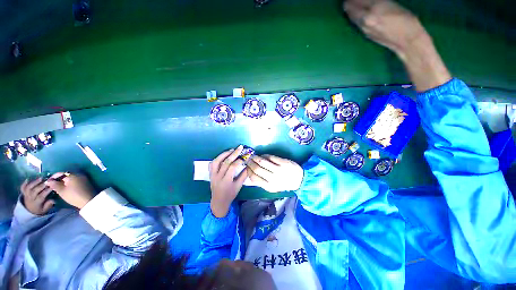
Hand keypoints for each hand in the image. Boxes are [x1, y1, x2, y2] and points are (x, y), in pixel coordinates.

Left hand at [20, 178, 54, 215]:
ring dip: (34, 182)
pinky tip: (28, 179)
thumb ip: (48, 205)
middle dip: (41, 185)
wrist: (29, 211)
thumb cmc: (39, 210)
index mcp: (36, 203)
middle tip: (47, 181)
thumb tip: (53, 200)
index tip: (52, 187)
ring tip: (41, 178)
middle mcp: (30, 198)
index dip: (46, 191)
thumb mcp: (44, 210)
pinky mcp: (23, 193)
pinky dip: (24, 183)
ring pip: (29, 188)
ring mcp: (26, 195)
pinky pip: (22, 188)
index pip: (41, 196)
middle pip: (34, 191)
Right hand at [45, 173, 94, 208]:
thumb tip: (48, 181)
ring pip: (70, 178)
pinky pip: (75, 181)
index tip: (47, 182)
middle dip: (58, 180)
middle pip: (66, 175)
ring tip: (57, 187)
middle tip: (52, 185)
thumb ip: (54, 185)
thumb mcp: (62, 191)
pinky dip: (69, 183)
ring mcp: (83, 178)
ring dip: (63, 182)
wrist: (88, 201)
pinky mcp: (86, 182)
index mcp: (72, 175)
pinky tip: (65, 188)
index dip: (53, 177)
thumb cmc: (74, 196)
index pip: (60, 173)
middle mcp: (78, 174)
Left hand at [209, 146, 248, 217]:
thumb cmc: (230, 194)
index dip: (239, 160)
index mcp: (226, 181)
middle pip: (226, 162)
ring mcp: (213, 175)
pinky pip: (212, 164)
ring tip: (231, 150)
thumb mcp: (238, 186)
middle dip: (234, 153)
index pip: (232, 167)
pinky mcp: (210, 174)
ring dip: (224, 154)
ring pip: (217, 161)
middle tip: (240, 147)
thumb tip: (248, 166)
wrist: (218, 201)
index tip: (245, 157)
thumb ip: (243, 176)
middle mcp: (218, 176)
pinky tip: (223, 156)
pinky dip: (217, 158)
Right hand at [246, 155, 303, 192]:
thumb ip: (263, 182)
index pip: (253, 178)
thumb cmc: (285, 184)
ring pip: (262, 162)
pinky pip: (270, 157)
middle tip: (248, 159)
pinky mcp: (283, 162)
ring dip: (256, 157)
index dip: (248, 171)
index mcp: (269, 186)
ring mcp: (279, 170)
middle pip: (257, 169)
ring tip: (254, 156)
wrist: (300, 180)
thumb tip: (251, 173)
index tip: (247, 167)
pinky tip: (263, 155)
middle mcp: (273, 179)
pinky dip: (264, 155)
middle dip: (250, 163)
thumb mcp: (273, 187)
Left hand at [344, 0, 450, 90]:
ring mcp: (363, 28)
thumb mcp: (391, 4)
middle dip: (349, 1)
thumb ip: (376, 1)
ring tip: (351, 3)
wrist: (406, 42)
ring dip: (350, 8)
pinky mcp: (365, 34)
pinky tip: (356, 12)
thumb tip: (366, 1)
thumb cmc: (406, 20)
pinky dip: (354, 15)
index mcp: (374, 8)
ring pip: (350, 16)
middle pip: (349, 7)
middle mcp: (365, 19)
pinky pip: (355, 22)